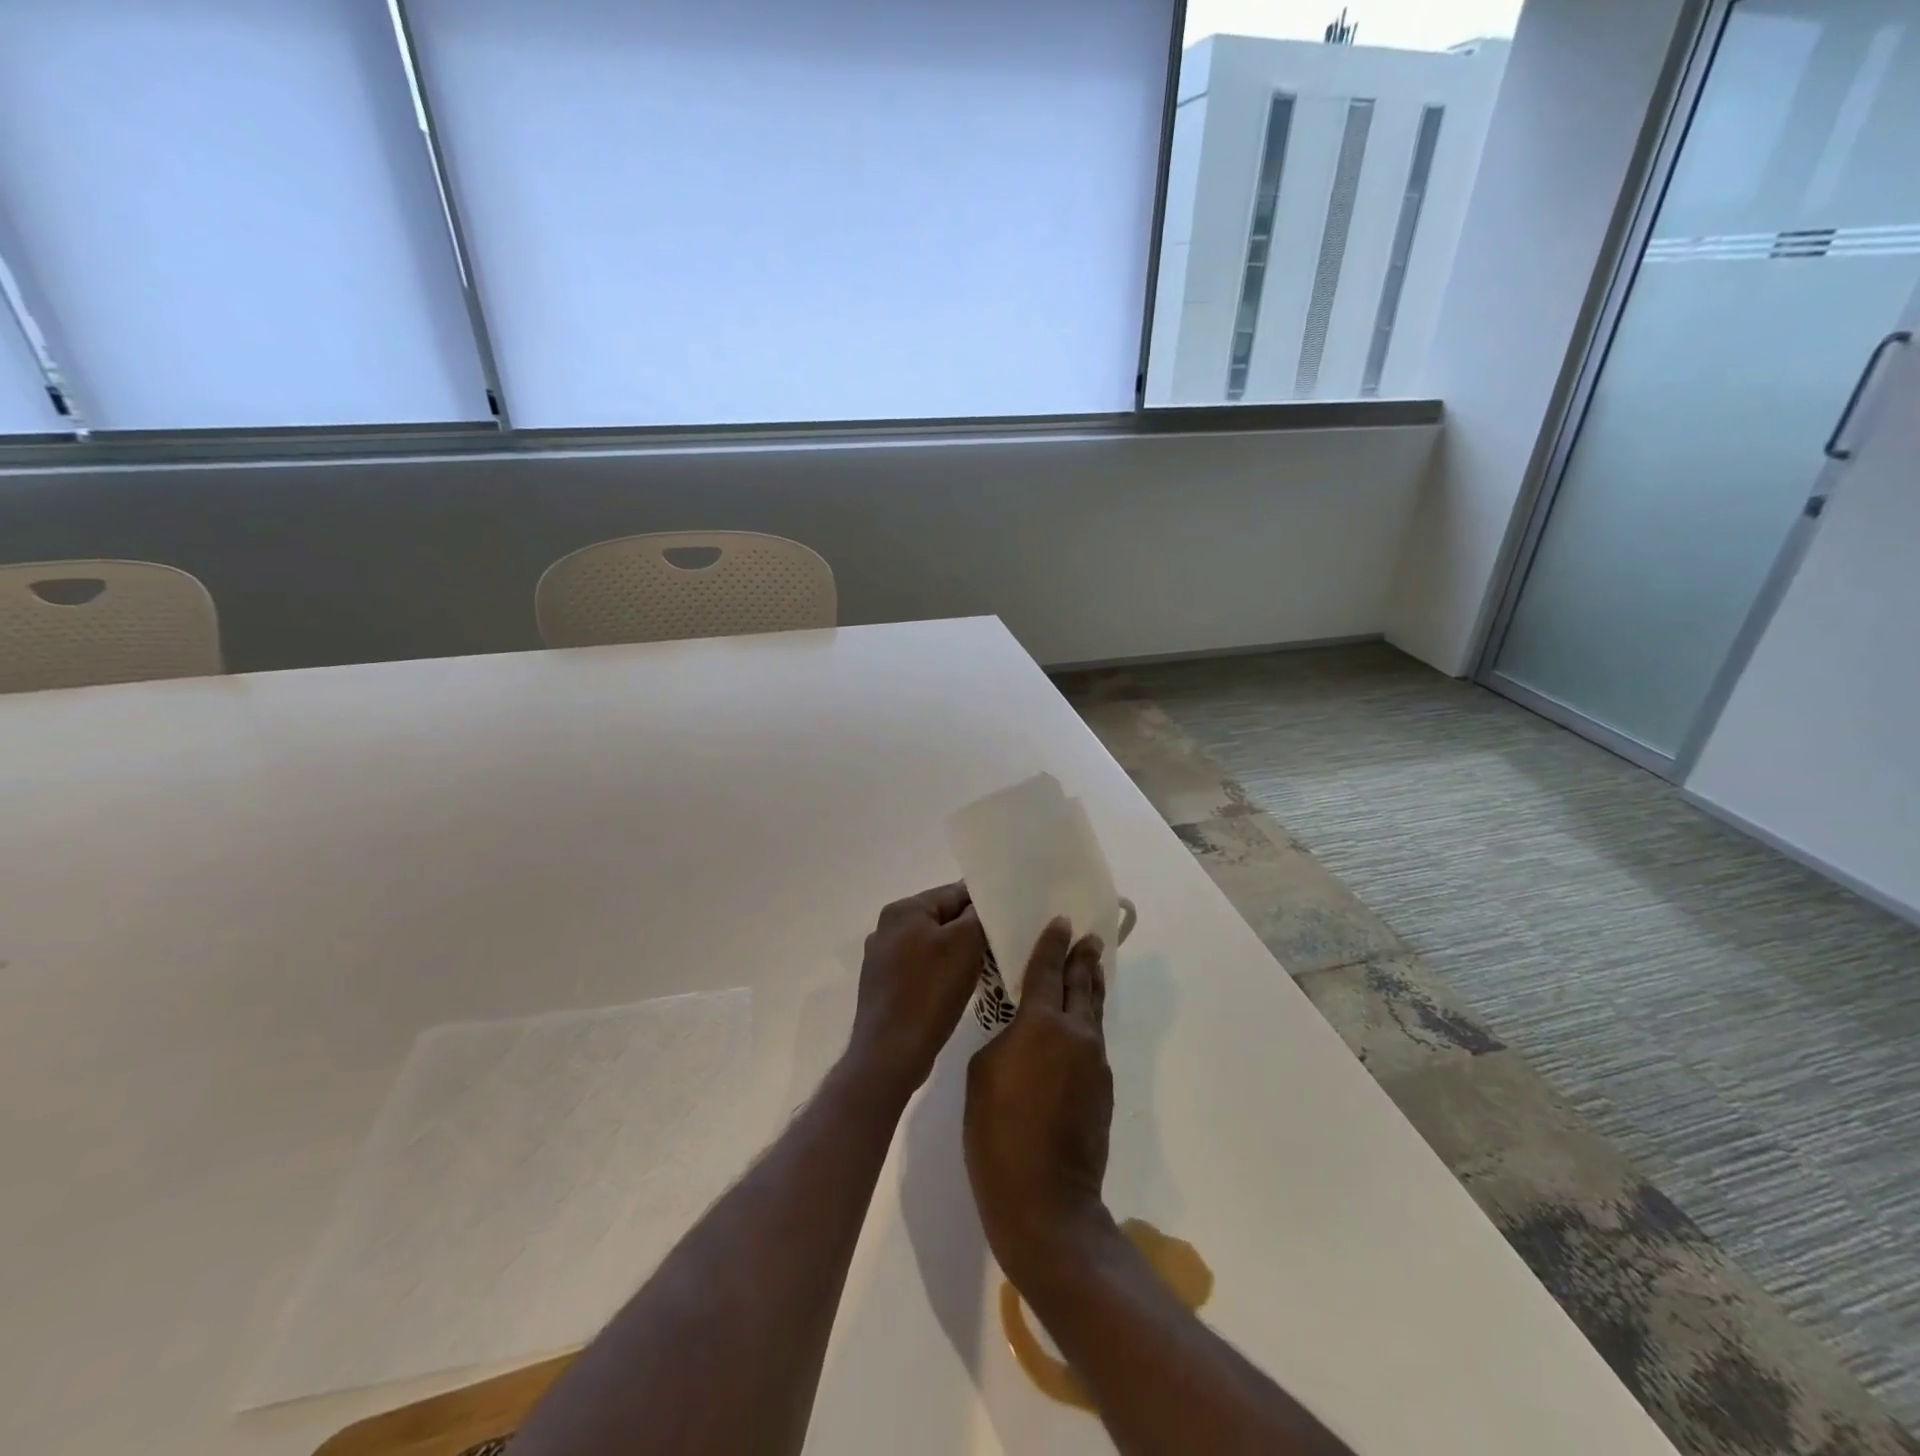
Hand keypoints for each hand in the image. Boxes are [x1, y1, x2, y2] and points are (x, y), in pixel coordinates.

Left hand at [846, 883, 986, 1101]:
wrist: (890, 1052)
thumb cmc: (930, 991)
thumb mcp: (965, 944)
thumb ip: (977, 915)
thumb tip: (981, 906)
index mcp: (903, 910)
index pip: (954, 893)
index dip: (984, 903)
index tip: (1009, 917)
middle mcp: (887, 927)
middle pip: (942, 918)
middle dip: (970, 930)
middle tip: (1001, 944)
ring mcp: (882, 958)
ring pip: (932, 944)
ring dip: (956, 953)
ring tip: (984, 967)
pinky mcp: (884, 986)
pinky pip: (921, 968)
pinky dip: (941, 973)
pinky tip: (957, 989)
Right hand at [965, 918, 1113, 1288]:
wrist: (1045, 1201)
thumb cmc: (997, 1132)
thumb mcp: (982, 1072)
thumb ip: (1004, 1040)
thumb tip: (1023, 1035)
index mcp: (1041, 1023)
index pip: (1048, 970)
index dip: (1053, 943)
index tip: (1063, 921)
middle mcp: (1075, 1034)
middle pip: (1082, 984)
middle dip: (1084, 958)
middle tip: (1089, 938)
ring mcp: (1095, 1062)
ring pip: (1092, 1013)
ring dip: (1090, 989)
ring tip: (1089, 971)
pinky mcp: (1102, 1089)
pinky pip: (1093, 1042)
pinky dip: (1086, 1025)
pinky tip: (1076, 1030)